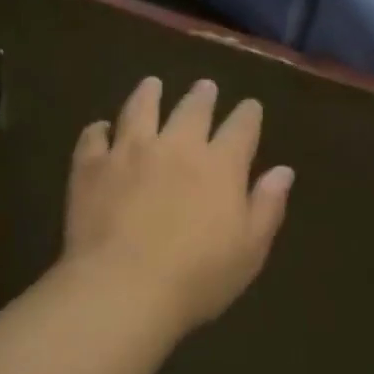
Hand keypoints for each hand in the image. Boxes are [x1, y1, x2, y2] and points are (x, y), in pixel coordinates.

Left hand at [62, 77, 294, 335]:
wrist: (123, 288)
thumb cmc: (197, 278)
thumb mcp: (249, 250)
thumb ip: (267, 206)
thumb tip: (283, 171)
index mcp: (221, 165)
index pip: (241, 128)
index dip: (248, 115)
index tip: (250, 107)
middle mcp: (177, 146)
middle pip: (192, 109)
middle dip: (202, 96)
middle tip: (205, 87)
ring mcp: (129, 151)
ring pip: (140, 109)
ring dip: (149, 94)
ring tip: (152, 85)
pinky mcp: (91, 166)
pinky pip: (94, 137)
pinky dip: (99, 130)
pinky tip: (101, 129)